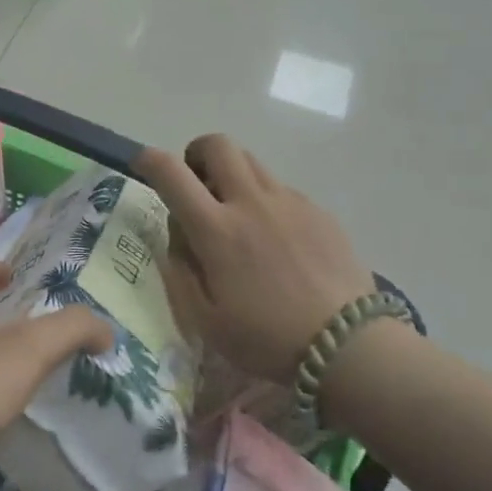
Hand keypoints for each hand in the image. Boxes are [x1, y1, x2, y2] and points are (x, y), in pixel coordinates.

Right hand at [138, 136, 377, 385]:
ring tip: (235, 211)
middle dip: (196, 153)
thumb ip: (180, 271)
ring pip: (251, 162)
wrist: (348, 346)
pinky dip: (264, 199)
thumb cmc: (267, 338)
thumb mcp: (205, 320)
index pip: (171, 172)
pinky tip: (275, 238)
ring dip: (231, 173)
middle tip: (196, 183)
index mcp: (216, 229)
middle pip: (217, 145)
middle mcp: (250, 202)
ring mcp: (289, 202)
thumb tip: (176, 235)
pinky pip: (281, 188)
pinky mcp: (318, 210)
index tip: (143, 164)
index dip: (149, 160)